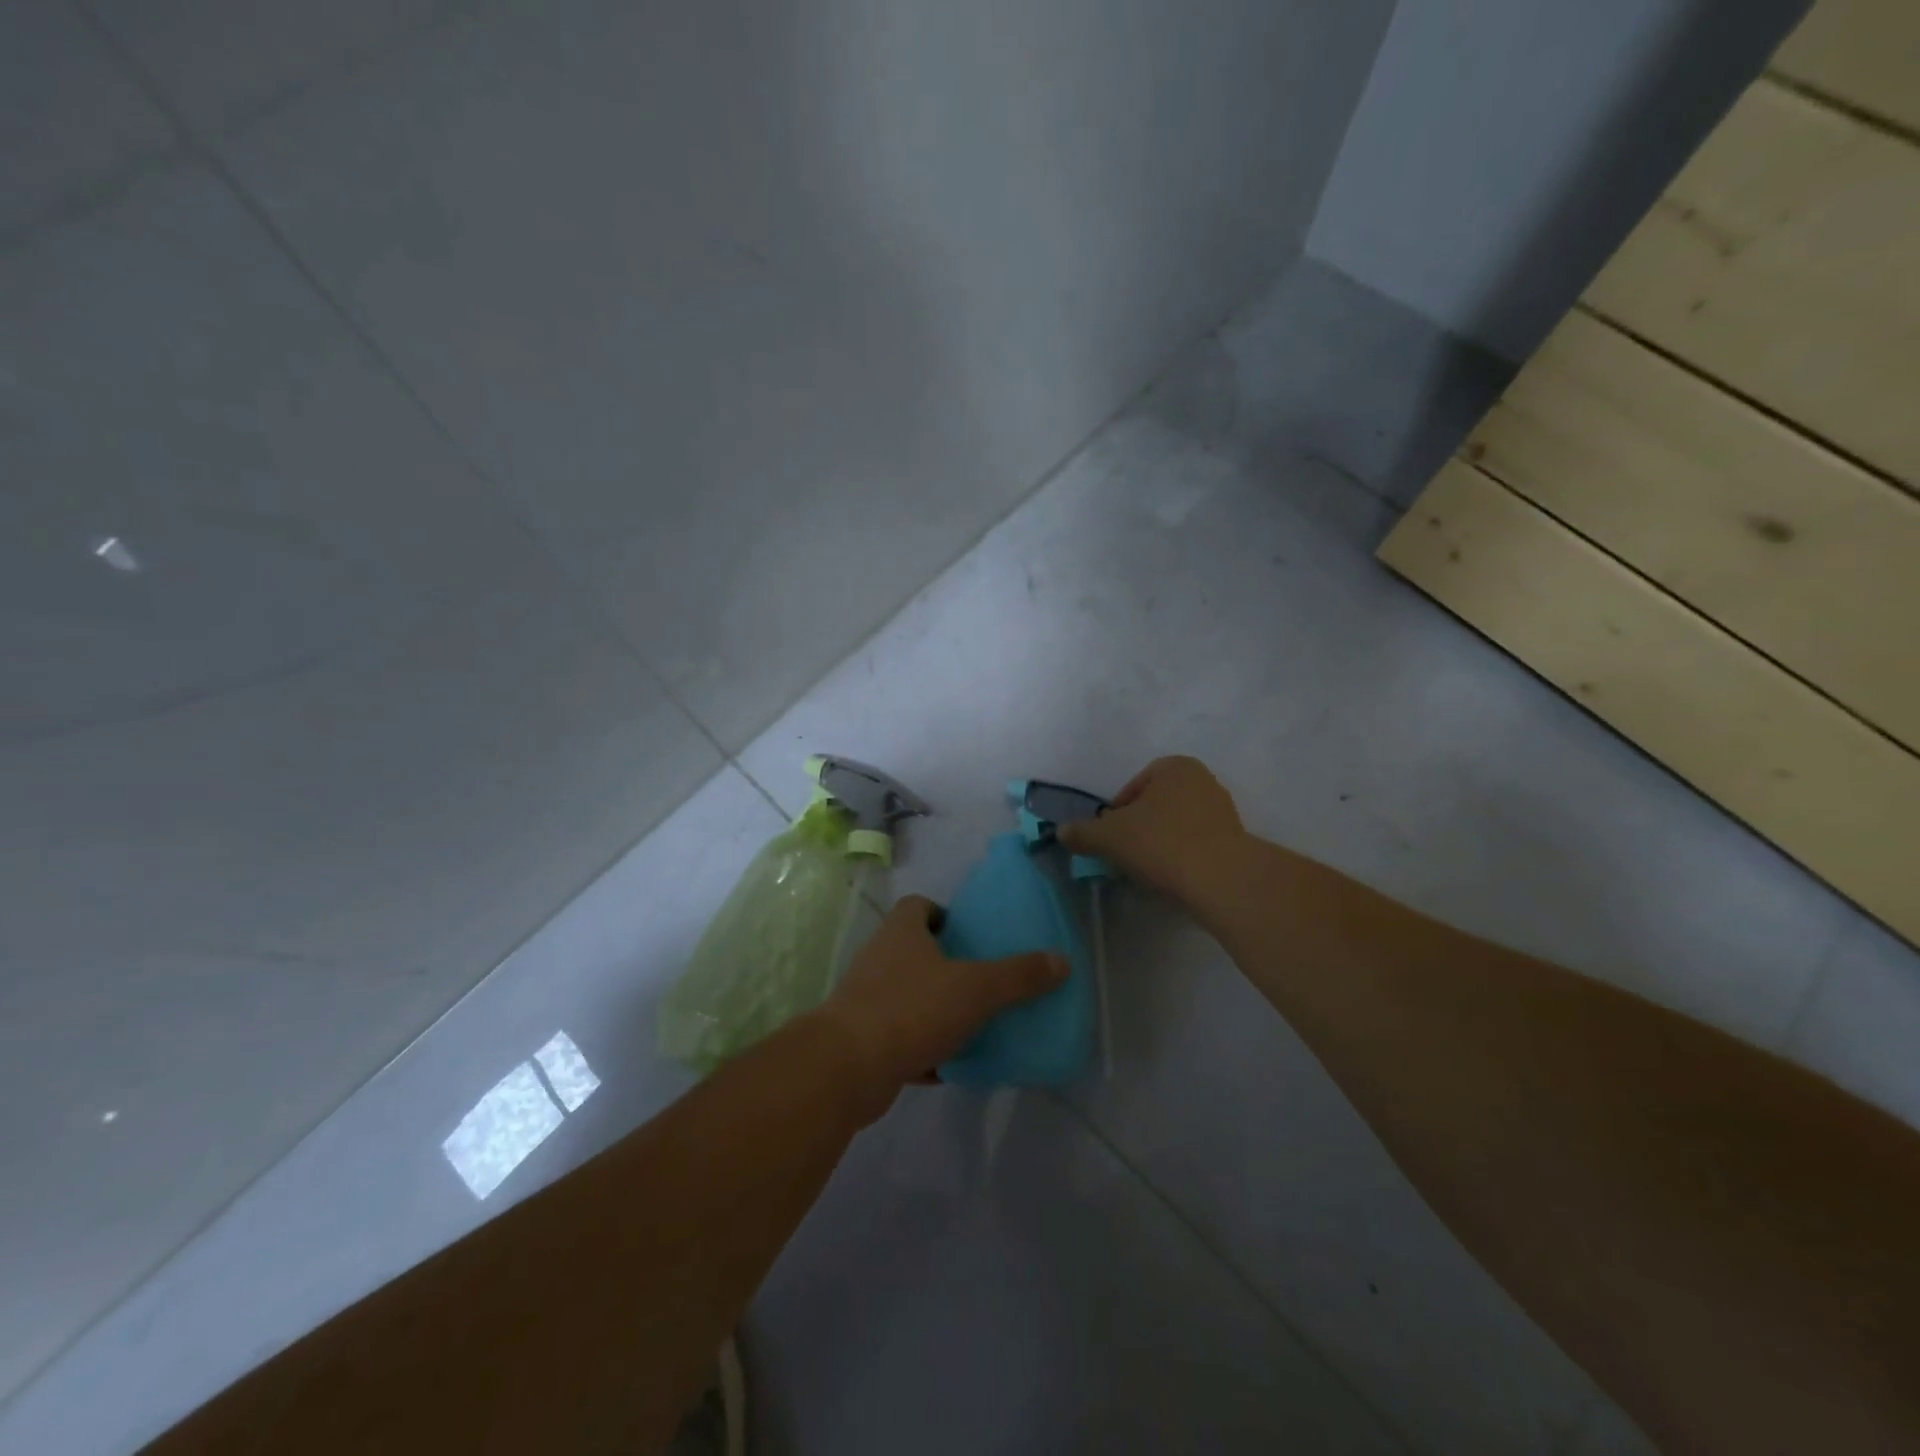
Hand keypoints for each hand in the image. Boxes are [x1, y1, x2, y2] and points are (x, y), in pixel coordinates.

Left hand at [816, 895, 1066, 1120]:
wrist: (847, 1067)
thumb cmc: (912, 1009)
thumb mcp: (975, 989)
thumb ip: (1018, 976)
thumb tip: (1062, 960)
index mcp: (901, 931)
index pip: (918, 905)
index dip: (944, 915)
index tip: (970, 935)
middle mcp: (879, 957)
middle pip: (914, 950)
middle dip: (945, 964)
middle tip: (980, 980)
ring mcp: (866, 998)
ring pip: (907, 994)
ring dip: (934, 1007)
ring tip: (971, 1022)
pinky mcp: (860, 1039)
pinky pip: (899, 1035)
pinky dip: (922, 1047)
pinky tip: (949, 1065)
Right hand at [1057, 756, 1248, 906]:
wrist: (1221, 879)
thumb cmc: (1161, 843)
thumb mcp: (1109, 837)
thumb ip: (1083, 832)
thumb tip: (1061, 832)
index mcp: (1174, 766)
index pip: (1133, 788)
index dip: (1116, 814)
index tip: (1110, 838)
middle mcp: (1202, 780)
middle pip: (1156, 806)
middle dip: (1139, 828)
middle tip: (1125, 854)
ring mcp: (1223, 810)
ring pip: (1177, 825)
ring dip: (1160, 843)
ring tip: (1148, 870)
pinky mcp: (1235, 839)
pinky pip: (1197, 844)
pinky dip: (1182, 856)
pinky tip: (1173, 877)